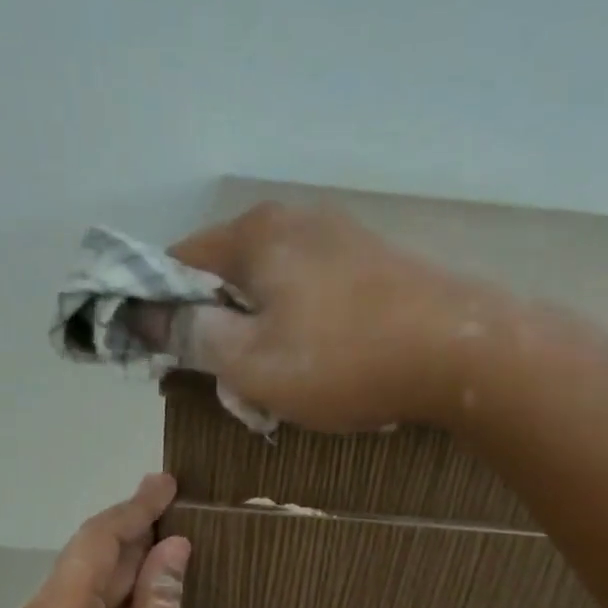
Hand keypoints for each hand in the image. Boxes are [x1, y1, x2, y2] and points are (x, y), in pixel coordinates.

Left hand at [0, 474, 192, 607]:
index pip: (97, 541)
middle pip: (86, 561)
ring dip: (122, 569)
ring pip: (80, 587)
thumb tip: (172, 549)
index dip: (135, 508)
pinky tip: (141, 590)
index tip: (166, 482)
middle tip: (174, 508)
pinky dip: (107, 600)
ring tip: (166, 545)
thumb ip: (162, 602)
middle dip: (132, 537)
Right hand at [169, 203, 499, 431]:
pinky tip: (324, 366)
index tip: (161, 355)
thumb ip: (191, 336)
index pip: (178, 262)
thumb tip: (144, 316)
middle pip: (229, 276)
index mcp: (255, 235)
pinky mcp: (376, 265)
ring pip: (275, 290)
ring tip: (279, 385)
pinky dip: (302, 331)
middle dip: (218, 330)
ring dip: (263, 337)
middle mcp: (296, 222)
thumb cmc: (344, 359)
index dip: (158, 309)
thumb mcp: (251, 362)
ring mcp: (342, 239)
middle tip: (228, 384)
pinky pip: (315, 296)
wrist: (463, 354)